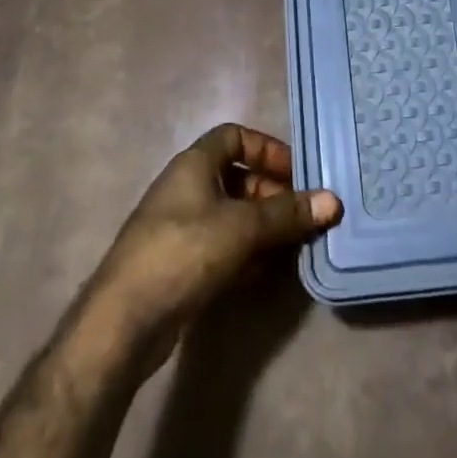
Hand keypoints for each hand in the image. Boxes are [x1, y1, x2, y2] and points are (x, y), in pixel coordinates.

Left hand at [89, 124, 340, 364]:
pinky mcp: (179, 264)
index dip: (266, 149)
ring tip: (292, 246)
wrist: (124, 321)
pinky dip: (245, 253)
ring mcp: (180, 227)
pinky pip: (221, 246)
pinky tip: (265, 273)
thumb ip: (287, 213)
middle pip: (236, 177)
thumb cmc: (184, 252)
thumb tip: (332, 201)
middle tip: (301, 216)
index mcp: (194, 164)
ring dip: (262, 227)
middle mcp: (186, 188)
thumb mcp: (242, 228)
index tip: (296, 173)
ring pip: (231, 215)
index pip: (235, 136)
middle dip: (271, 194)